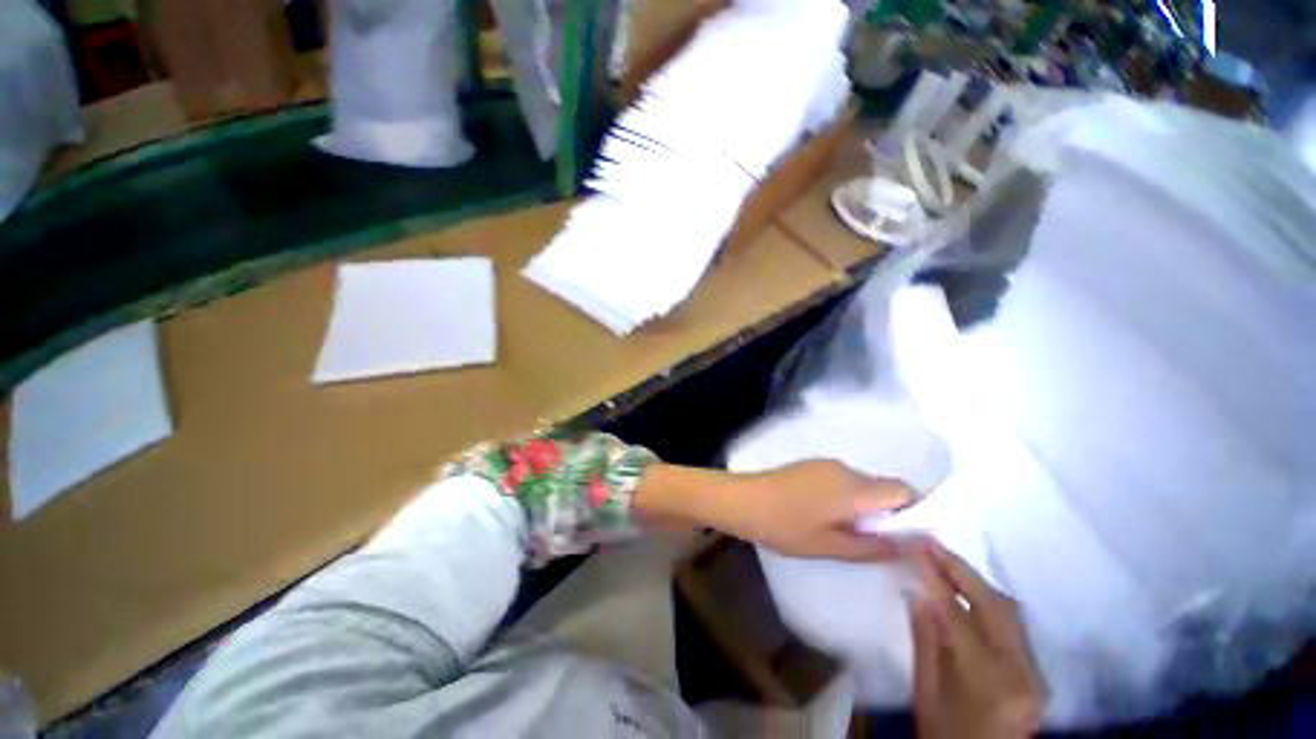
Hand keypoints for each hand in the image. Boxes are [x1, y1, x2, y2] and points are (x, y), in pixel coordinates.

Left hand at [726, 460, 916, 560]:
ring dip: (866, 506)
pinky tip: (827, 516)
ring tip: (849, 533)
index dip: (915, 512)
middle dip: (889, 513)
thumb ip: (874, 547)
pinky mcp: (811, 466)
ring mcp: (826, 464)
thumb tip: (913, 545)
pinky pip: (843, 480)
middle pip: (884, 487)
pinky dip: (848, 498)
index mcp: (855, 488)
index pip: (904, 490)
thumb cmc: (785, 526)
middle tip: (877, 543)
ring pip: (863, 484)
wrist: (743, 500)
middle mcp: (845, 469)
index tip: (908, 538)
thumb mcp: (830, 546)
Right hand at [908, 541, 1044, 738]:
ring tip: (943, 559)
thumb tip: (918, 591)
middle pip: (994, 605)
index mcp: (988, 681)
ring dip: (975, 581)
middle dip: (960, 568)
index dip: (933, 575)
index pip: (957, 614)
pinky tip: (967, 589)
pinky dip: (988, 601)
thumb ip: (925, 640)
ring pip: (1009, 611)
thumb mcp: (925, 692)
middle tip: (929, 542)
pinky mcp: (1038, 672)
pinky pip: (1013, 625)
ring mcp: (1036, 672)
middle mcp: (1022, 673)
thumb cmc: (946, 734)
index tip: (912, 545)